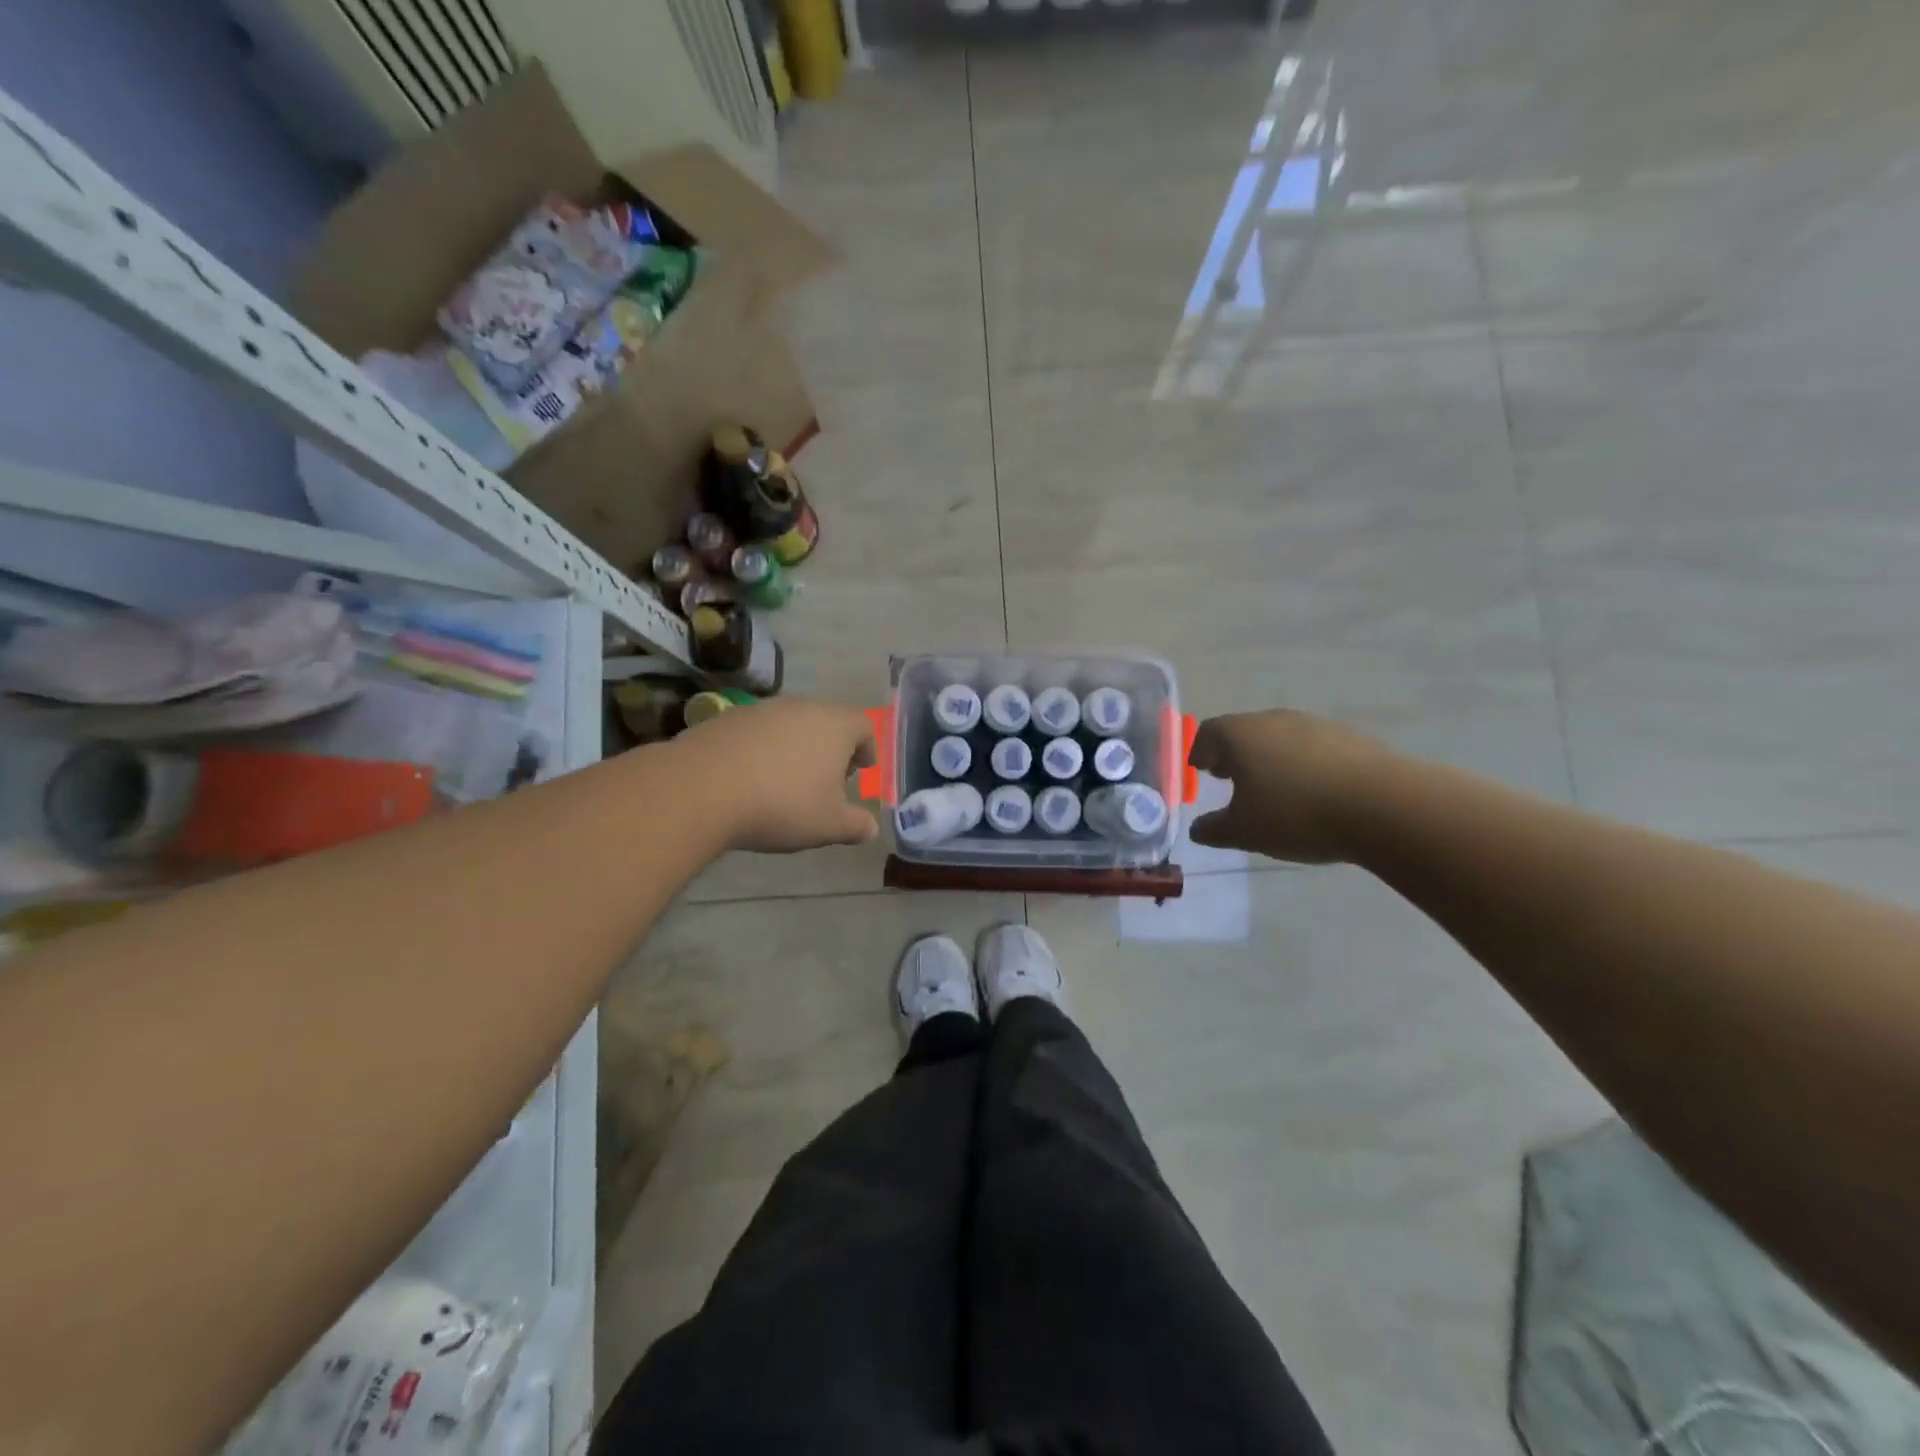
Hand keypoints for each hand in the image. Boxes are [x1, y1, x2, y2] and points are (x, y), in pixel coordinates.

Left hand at [677, 698, 878, 853]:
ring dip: (794, 748)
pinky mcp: (726, 718)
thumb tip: (870, 828)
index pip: (864, 725)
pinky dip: (760, 751)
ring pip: (789, 725)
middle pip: (826, 721)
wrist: (702, 789)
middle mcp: (801, 707)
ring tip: (785, 782)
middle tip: (826, 780)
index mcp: (835, 726)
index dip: (868, 748)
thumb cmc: (782, 804)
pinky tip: (749, 780)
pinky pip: (755, 733)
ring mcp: (761, 709)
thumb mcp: (827, 825)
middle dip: (830, 749)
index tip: (862, 769)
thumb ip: (855, 825)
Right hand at [1188, 710, 1388, 863]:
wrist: (1383, 806)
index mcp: (1240, 734)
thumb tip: (1199, 829)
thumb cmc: (1296, 814)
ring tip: (1276, 789)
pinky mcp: (1351, 738)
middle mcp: (1274, 719)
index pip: (1208, 733)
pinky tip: (1315, 793)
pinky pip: (1314, 748)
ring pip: (1281, 738)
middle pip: (1245, 731)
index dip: (1200, 752)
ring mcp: (1316, 725)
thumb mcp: (1244, 832)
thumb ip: (1214, 829)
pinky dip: (1305, 765)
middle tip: (1232, 779)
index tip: (1202, 771)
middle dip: (1235, 754)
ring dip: (1272, 758)